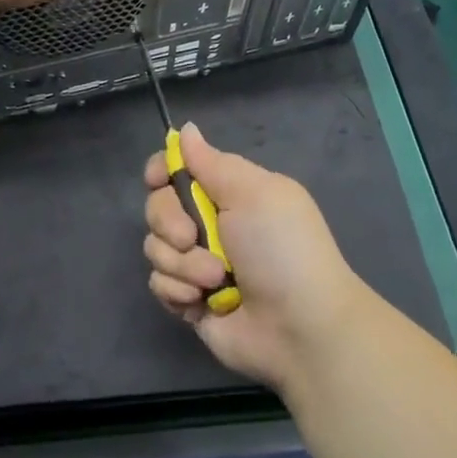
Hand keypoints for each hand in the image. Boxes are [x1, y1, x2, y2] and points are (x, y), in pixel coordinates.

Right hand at [143, 124, 367, 394]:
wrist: (300, 329)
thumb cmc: (281, 249)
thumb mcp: (253, 193)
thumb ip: (211, 162)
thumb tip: (186, 129)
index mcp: (229, 192)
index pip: (179, 168)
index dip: (162, 170)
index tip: (158, 179)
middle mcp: (209, 223)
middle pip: (158, 205)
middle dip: (169, 220)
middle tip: (192, 236)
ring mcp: (197, 263)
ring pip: (155, 246)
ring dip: (182, 263)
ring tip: (215, 279)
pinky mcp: (189, 300)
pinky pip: (159, 283)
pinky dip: (178, 291)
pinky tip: (202, 301)